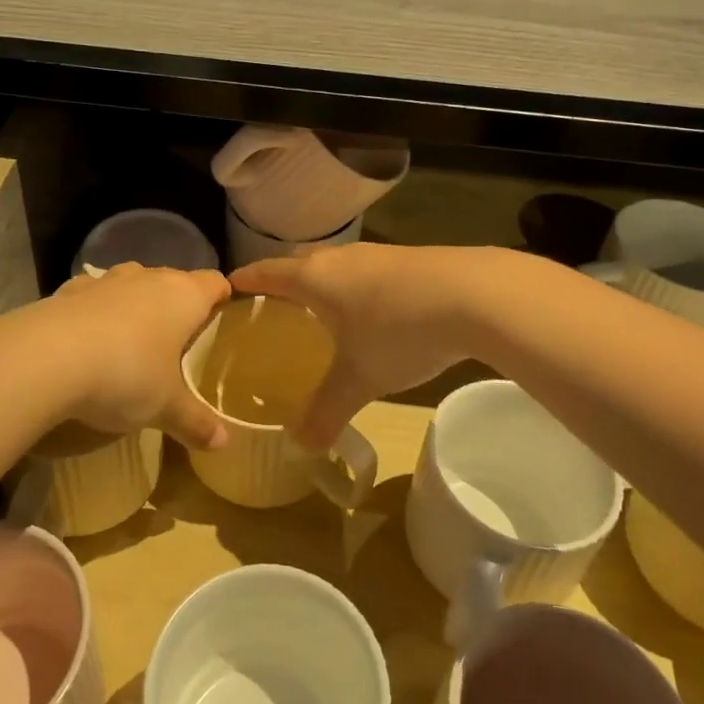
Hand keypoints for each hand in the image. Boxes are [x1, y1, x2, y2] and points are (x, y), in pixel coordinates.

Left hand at [43, 264, 231, 450]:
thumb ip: (195, 422)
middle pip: (174, 281)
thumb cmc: (126, 374)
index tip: (222, 322)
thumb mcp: (165, 407)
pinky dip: (97, 311)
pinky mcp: (69, 289)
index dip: (222, 299)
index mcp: (184, 295)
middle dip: (178, 306)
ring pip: (133, 283)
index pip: (215, 282)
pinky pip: (94, 295)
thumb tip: (224, 444)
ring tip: (133, 341)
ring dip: (137, 304)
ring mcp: (107, 280)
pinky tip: (89, 341)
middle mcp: (149, 277)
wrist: (46, 357)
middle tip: (179, 344)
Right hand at [232, 245, 478, 450]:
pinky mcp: (409, 260)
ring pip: (337, 265)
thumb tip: (300, 449)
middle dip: (283, 281)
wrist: (475, 294)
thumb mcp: (358, 379)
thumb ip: (325, 412)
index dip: (247, 279)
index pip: (268, 272)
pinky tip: (370, 311)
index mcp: (315, 278)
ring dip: (323, 284)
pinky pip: (366, 271)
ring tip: (319, 311)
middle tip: (271, 307)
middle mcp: (341, 258)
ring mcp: (378, 254)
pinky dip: (355, 288)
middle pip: (300, 263)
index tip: (229, 286)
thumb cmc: (399, 331)